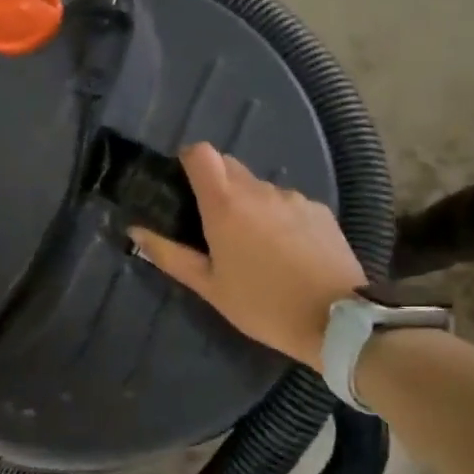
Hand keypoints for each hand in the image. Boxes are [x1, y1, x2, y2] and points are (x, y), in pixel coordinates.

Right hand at [128, 143, 365, 369]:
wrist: (338, 321)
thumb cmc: (262, 305)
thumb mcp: (209, 287)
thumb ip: (169, 255)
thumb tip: (136, 231)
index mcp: (226, 204)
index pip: (201, 153)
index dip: (188, 161)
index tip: (183, 185)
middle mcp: (260, 190)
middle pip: (229, 166)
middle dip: (216, 186)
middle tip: (212, 225)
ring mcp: (294, 198)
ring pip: (260, 188)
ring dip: (249, 205)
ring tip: (254, 247)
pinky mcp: (321, 211)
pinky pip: (288, 204)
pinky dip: (279, 218)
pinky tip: (287, 253)